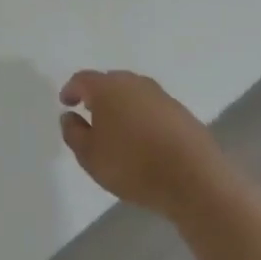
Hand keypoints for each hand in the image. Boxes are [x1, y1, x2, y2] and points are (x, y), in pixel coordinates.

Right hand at [58, 70, 221, 217]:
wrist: (194, 179)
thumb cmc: (133, 165)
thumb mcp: (90, 156)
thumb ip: (73, 133)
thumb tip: (70, 116)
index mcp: (108, 88)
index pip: (83, 79)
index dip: (71, 90)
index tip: (66, 103)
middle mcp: (134, 83)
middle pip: (110, 82)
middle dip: (97, 95)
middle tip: (90, 113)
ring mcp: (162, 96)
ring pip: (134, 93)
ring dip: (122, 105)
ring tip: (117, 128)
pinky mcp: (182, 112)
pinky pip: (153, 108)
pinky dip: (143, 117)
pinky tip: (143, 138)